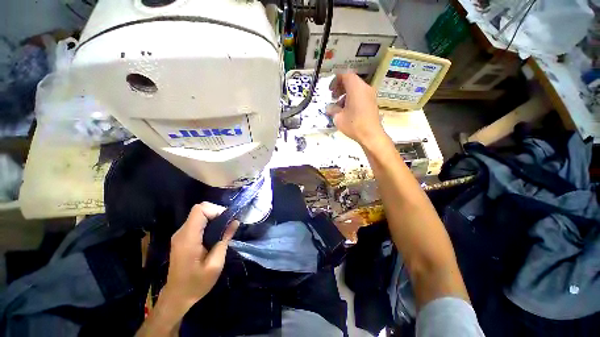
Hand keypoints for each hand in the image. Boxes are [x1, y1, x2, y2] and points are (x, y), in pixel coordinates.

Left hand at [161, 202, 238, 314]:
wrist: (177, 297)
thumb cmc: (197, 283)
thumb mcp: (215, 264)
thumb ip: (224, 240)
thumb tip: (235, 222)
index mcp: (188, 238)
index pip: (200, 210)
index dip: (215, 210)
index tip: (227, 220)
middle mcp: (182, 233)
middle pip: (200, 209)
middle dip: (217, 212)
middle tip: (228, 224)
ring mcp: (180, 234)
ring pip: (199, 214)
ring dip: (214, 217)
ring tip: (224, 229)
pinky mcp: (182, 237)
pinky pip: (197, 222)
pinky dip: (209, 222)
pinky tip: (216, 234)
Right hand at [327, 72, 384, 145]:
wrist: (371, 135)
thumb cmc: (353, 124)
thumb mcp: (338, 117)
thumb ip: (332, 109)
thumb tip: (329, 108)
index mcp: (356, 88)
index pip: (345, 75)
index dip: (335, 80)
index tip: (330, 90)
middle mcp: (365, 88)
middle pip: (351, 80)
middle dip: (340, 87)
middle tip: (333, 96)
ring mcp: (370, 95)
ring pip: (356, 88)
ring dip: (345, 94)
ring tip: (338, 105)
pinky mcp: (372, 102)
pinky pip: (360, 95)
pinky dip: (352, 98)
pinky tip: (346, 110)